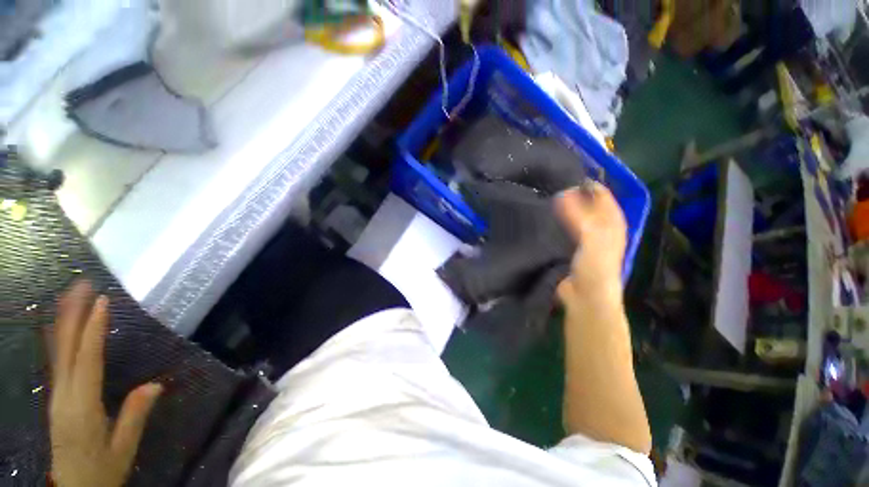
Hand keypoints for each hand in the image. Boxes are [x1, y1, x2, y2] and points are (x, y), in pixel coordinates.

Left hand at [49, 281, 161, 486]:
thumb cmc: (102, 470)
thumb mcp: (123, 449)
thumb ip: (135, 415)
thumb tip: (155, 385)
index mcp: (81, 406)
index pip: (87, 359)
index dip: (93, 329)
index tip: (102, 302)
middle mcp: (63, 395)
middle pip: (64, 348)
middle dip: (73, 315)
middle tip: (83, 286)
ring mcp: (56, 396)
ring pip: (56, 352)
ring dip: (63, 322)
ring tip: (72, 297)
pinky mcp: (55, 398)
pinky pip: (55, 362)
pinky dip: (57, 340)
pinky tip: (58, 328)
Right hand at [555, 182, 626, 306]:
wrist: (585, 297)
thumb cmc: (594, 267)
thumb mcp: (592, 237)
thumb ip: (580, 215)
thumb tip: (563, 192)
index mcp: (612, 223)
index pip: (602, 196)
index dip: (589, 185)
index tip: (567, 175)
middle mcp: (600, 228)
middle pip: (588, 205)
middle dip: (573, 194)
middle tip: (552, 184)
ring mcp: (584, 239)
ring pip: (574, 217)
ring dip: (563, 208)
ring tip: (545, 197)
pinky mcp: (570, 248)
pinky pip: (562, 229)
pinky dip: (555, 222)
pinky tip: (543, 218)